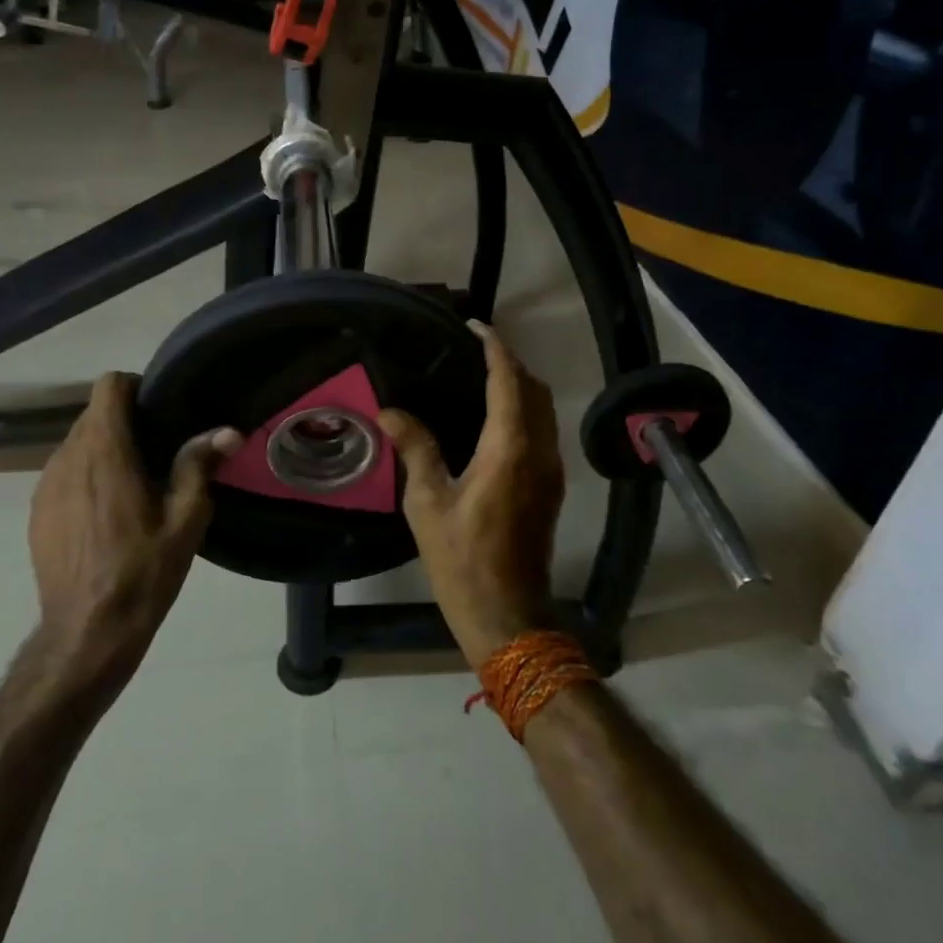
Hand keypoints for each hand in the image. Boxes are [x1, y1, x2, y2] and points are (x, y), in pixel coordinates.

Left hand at [30, 373, 239, 691]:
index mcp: (105, 450)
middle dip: (124, 420)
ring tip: (133, 480)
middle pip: (93, 413)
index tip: (160, 409)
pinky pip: (63, 471)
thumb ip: (199, 465)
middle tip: (158, 448)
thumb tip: (228, 430)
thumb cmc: (142, 571)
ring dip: (104, 448)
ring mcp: (45, 485)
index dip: (135, 386)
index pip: (108, 385)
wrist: (86, 634)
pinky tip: (106, 511)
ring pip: (76, 442)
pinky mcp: (37, 511)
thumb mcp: (185, 520)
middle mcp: (68, 457)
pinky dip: (85, 474)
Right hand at [379, 325, 565, 667]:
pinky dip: (525, 408)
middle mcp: (539, 452)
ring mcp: (551, 470)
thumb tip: (391, 411)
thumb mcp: (427, 504)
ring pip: (544, 409)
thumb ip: (415, 449)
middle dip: (509, 361)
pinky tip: (495, 416)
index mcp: (509, 450)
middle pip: (534, 389)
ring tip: (482, 374)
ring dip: (520, 384)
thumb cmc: (462, 560)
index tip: (474, 325)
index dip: (494, 347)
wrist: (508, 616)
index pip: (508, 381)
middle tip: (473, 348)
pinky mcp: (551, 487)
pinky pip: (543, 429)